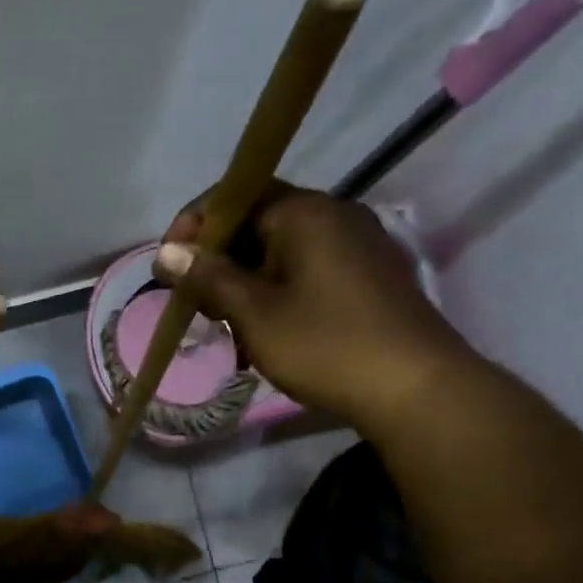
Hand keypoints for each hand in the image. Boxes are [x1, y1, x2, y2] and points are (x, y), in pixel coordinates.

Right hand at [155, 181, 477, 427]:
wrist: (415, 388)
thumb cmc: (325, 345)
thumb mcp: (255, 314)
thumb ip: (208, 278)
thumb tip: (167, 252)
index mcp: (306, 212)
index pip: (237, 195)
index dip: (196, 225)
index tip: (170, 265)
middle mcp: (336, 214)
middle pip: (259, 223)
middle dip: (220, 261)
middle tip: (197, 305)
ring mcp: (359, 245)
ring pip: (283, 252)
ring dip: (247, 283)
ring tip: (230, 328)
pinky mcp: (370, 277)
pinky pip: (310, 271)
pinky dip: (279, 293)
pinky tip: (268, 333)